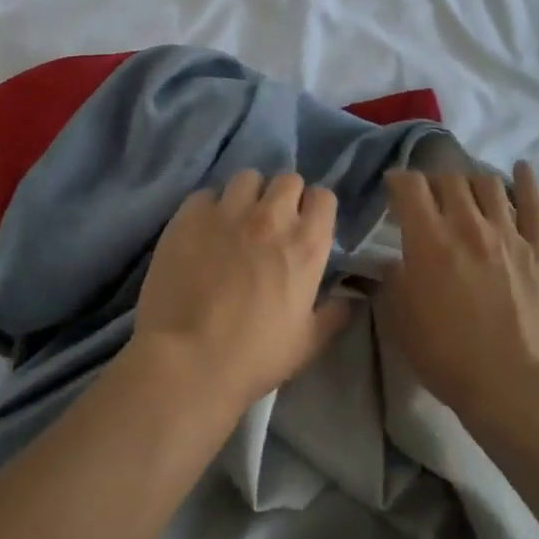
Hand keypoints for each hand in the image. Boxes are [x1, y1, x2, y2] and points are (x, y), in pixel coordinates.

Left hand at [131, 170, 350, 414]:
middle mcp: (271, 217)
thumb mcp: (308, 343)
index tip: (306, 225)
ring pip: (247, 178)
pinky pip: (206, 194)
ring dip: (248, 195)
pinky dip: (209, 207)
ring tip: (236, 220)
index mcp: (306, 245)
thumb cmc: (255, 356)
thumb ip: (334, 314)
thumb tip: (350, 298)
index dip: (315, 208)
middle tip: (272, 224)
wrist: (188, 360)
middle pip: (287, 179)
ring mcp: (228, 211)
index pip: (323, 197)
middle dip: (284, 196)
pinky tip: (203, 231)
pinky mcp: (190, 215)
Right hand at [377, 162, 538, 426]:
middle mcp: (468, 225)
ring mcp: (509, 235)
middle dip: (432, 182)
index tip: (393, 191)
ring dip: (470, 182)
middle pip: (448, 178)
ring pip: (488, 184)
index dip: (397, 181)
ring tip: (466, 195)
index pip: (409, 186)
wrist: (515, 388)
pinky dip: (526, 182)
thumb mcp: (400, 320)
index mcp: (429, 239)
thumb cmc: (448, 357)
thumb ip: (391, 281)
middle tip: (428, 199)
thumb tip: (391, 261)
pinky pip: (535, 204)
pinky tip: (521, 169)